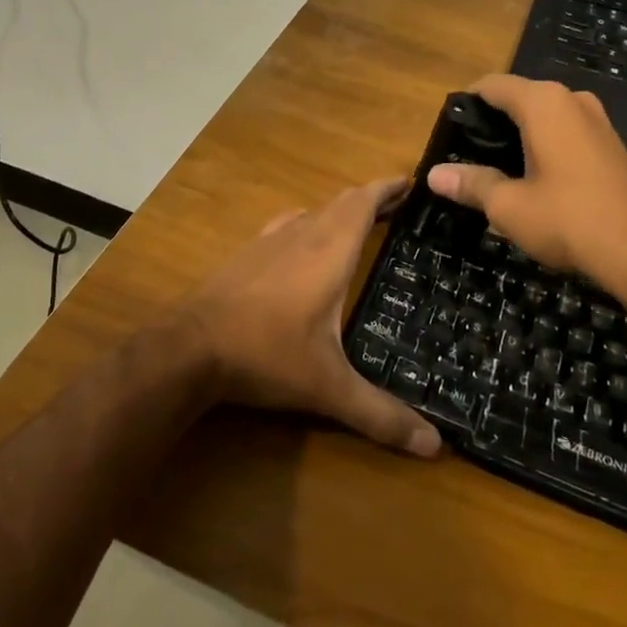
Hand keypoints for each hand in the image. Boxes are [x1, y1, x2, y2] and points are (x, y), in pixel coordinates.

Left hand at [179, 178, 441, 458]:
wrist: (190, 346)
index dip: (388, 187)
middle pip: (343, 202)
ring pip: (314, 211)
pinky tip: (306, 242)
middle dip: (371, 199)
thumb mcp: (329, 387)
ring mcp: (270, 240)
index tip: (412, 181)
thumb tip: (435, 446)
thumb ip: (381, 414)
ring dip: (340, 211)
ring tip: (361, 224)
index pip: (364, 201)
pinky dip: (309, 224)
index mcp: (330, 249)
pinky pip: (289, 225)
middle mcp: (303, 233)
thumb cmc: (267, 354)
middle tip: (398, 206)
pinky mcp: (247, 252)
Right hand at [428, 75, 626, 296]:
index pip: (492, 85)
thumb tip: (433, 176)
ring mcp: (597, 120)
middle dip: (492, 121)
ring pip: (545, 115)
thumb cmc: (569, 220)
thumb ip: (471, 183)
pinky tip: (535, 178)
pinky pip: (567, 131)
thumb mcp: (509, 205)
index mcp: (543, 102)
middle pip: (519, 97)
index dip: (466, 103)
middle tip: (468, 155)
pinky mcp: (612, 143)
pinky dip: (546, 144)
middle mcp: (572, 99)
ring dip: (520, 134)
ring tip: (497, 169)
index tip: (449, 130)